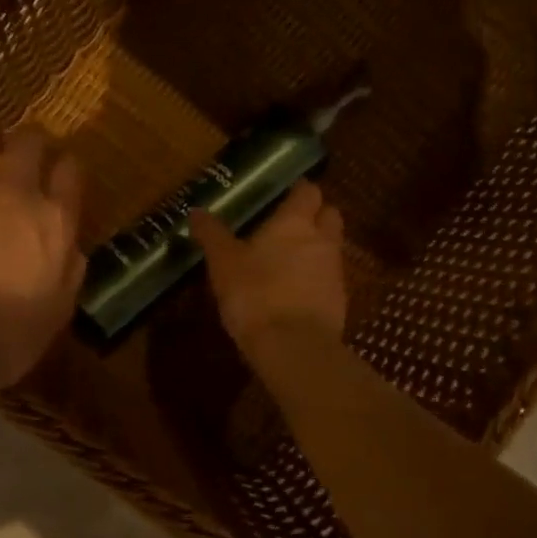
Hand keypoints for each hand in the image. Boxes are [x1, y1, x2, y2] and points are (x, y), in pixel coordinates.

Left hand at [0, 123, 86, 390]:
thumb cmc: (11, 334)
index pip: (70, 171)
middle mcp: (14, 191)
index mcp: (54, 219)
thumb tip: (70, 243)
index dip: (68, 166)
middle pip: (29, 142)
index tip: (64, 172)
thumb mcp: (61, 305)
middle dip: (32, 140)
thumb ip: (70, 265)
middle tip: (26, 149)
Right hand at [189, 181, 346, 369]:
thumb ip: (212, 235)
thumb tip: (196, 211)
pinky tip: (296, 293)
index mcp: (295, 222)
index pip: (308, 191)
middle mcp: (322, 240)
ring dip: (316, 249)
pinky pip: (330, 280)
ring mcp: (336, 271)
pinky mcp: (340, 301)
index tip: (283, 194)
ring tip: (288, 262)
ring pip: (332, 248)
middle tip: (290, 225)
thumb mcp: (223, 263)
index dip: (298, 190)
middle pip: (330, 215)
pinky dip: (317, 280)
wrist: (293, 346)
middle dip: (316, 215)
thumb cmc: (255, 294)